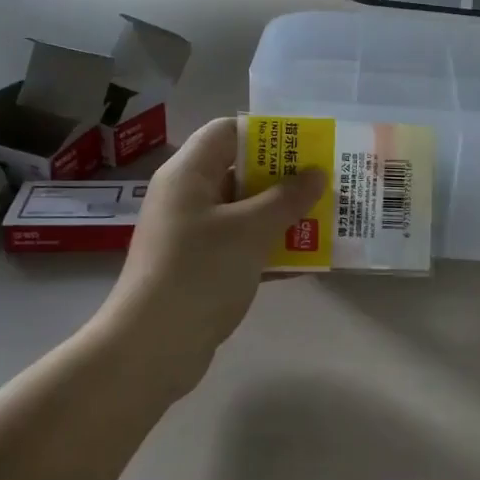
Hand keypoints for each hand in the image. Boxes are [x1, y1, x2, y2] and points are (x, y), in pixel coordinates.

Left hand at [94, 117, 326, 396]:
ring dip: (283, 213)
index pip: (227, 131)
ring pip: (245, 211)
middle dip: (284, 176)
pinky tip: (309, 257)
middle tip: (327, 180)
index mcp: (189, 174)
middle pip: (240, 170)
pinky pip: (243, 245)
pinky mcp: (201, 268)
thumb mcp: (250, 229)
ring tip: (327, 216)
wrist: (152, 348)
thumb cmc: (199, 272)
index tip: (308, 143)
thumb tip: (317, 174)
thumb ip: (287, 198)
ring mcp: (193, 234)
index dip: (267, 132)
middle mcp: (188, 197)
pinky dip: (272, 247)